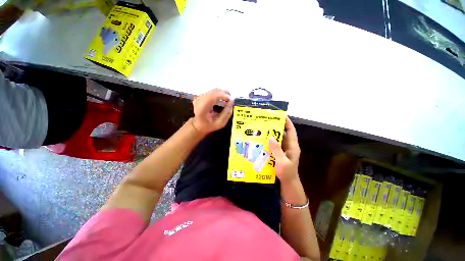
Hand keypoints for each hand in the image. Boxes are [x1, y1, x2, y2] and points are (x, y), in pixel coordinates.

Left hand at [192, 89, 233, 134]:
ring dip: (221, 92)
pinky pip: (210, 92)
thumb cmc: (210, 126)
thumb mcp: (220, 123)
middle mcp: (198, 102)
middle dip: (223, 93)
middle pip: (212, 92)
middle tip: (231, 98)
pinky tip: (221, 99)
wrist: (199, 125)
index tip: (230, 98)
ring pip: (211, 91)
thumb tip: (232, 101)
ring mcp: (198, 98)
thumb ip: (226, 113)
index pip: (211, 97)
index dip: (222, 95)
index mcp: (202, 110)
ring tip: (227, 98)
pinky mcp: (200, 96)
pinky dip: (217, 93)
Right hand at [268, 117, 300, 183]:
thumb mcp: (282, 161)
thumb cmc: (287, 173)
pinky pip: (274, 145)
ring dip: (271, 135)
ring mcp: (283, 150)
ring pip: (277, 139)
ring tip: (262, 129)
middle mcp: (288, 146)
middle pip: (283, 133)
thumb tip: (270, 137)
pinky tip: (262, 141)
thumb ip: (277, 149)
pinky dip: (269, 142)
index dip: (287, 122)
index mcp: (292, 146)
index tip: (280, 115)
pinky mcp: (279, 154)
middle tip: (266, 122)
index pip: (291, 131)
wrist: (287, 183)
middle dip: (276, 127)